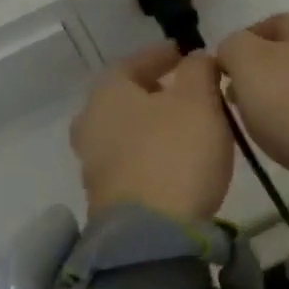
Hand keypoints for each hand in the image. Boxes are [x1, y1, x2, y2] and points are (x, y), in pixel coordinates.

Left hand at [71, 44, 232, 223]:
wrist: (152, 235)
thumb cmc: (176, 154)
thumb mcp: (198, 101)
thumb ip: (198, 70)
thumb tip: (195, 58)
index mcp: (106, 93)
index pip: (132, 62)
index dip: (161, 55)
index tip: (184, 54)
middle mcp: (90, 124)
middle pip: (123, 99)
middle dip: (153, 92)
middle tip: (182, 91)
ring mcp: (93, 164)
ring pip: (124, 132)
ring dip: (151, 125)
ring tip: (184, 127)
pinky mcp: (105, 198)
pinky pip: (129, 162)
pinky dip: (149, 154)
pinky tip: (174, 160)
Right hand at [214, 13, 288, 198]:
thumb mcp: (247, 64)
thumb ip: (232, 47)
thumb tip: (233, 52)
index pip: (266, 24)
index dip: (239, 46)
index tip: (221, 75)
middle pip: (287, 54)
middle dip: (259, 74)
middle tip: (237, 102)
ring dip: (280, 98)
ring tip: (261, 125)